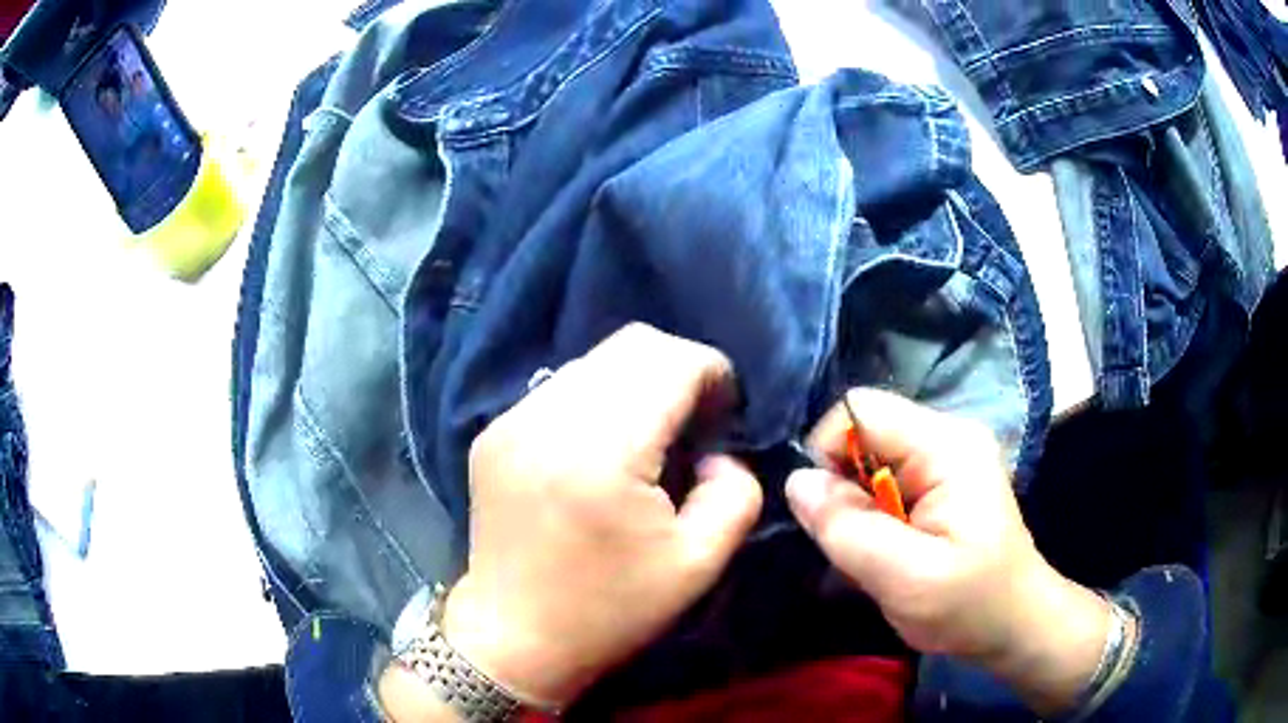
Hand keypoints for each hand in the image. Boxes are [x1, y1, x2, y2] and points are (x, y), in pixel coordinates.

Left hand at [439, 324, 762, 706]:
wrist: (514, 637)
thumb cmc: (609, 609)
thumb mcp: (698, 564)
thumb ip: (735, 495)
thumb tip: (721, 452)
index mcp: (603, 453)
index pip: (672, 362)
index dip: (714, 373)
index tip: (727, 413)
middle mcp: (549, 419)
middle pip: (633, 345)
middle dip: (679, 370)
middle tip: (697, 421)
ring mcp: (512, 420)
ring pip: (595, 360)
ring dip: (637, 383)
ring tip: (651, 435)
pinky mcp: (493, 432)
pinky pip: (561, 387)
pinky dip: (598, 400)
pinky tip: (605, 448)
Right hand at [786, 389, 1112, 713]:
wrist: (1014, 621)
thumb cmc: (969, 604)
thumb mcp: (905, 578)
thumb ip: (848, 528)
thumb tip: (795, 481)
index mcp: (947, 445)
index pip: (860, 409)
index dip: (828, 454)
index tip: (828, 516)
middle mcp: (947, 435)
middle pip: (864, 432)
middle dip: (844, 488)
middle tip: (858, 546)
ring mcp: (946, 455)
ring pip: (869, 459)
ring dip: (857, 507)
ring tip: (877, 554)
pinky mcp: (942, 478)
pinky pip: (885, 478)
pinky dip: (873, 513)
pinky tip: (889, 548)